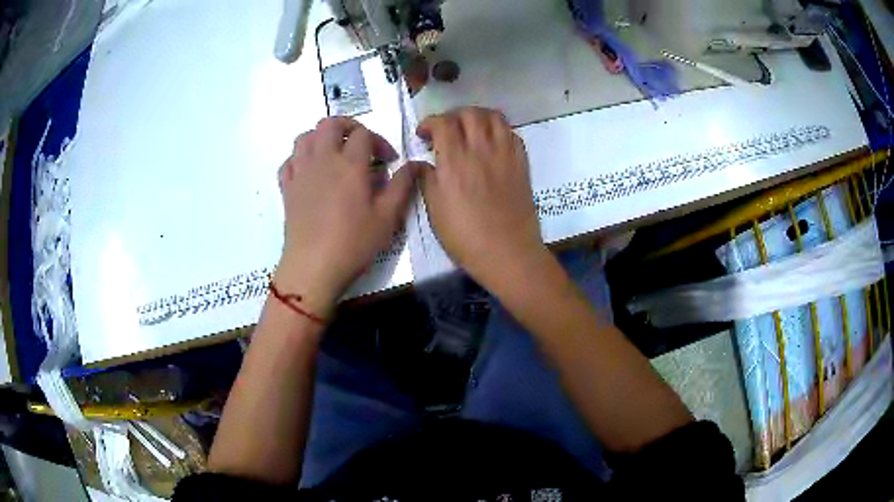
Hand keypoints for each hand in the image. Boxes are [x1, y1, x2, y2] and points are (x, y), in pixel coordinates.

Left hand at [276, 117, 416, 316]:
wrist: (313, 268)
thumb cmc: (353, 243)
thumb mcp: (387, 217)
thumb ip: (402, 186)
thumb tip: (417, 164)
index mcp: (350, 164)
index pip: (364, 134)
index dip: (380, 141)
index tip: (389, 160)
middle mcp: (322, 159)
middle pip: (330, 124)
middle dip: (349, 127)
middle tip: (361, 145)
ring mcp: (300, 172)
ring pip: (305, 137)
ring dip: (322, 138)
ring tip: (335, 154)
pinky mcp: (287, 188)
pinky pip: (289, 160)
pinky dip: (301, 158)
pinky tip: (311, 172)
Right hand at [417, 107, 548, 290]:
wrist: (508, 252)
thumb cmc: (466, 237)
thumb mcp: (435, 211)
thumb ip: (426, 180)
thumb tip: (420, 164)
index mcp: (455, 161)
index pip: (442, 123)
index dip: (429, 123)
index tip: (423, 135)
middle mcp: (481, 150)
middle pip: (469, 113)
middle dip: (453, 116)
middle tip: (446, 130)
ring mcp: (505, 154)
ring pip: (494, 117)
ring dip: (478, 117)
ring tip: (470, 130)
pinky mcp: (522, 163)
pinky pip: (512, 133)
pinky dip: (499, 130)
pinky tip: (492, 144)